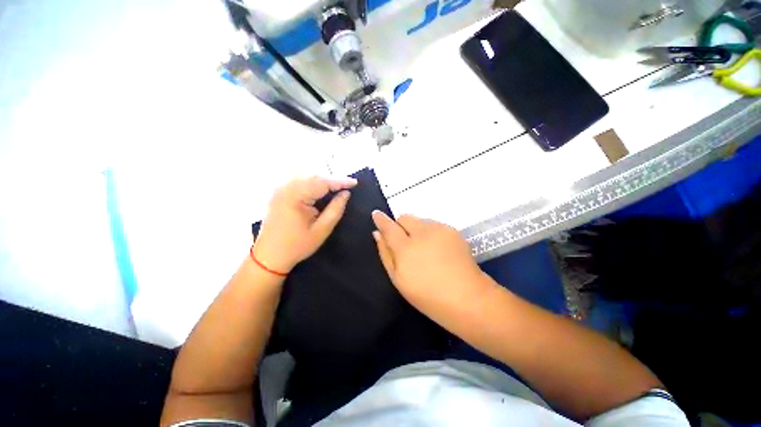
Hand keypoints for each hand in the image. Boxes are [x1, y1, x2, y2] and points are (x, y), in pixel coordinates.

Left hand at [254, 176, 356, 273]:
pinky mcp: (278, 192)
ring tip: (336, 186)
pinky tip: (320, 188)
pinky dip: (312, 182)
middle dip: (332, 179)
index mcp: (294, 197)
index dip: (340, 181)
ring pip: (305, 176)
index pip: (322, 183)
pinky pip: (298, 181)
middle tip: (347, 185)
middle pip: (313, 176)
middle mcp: (285, 188)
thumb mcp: (321, 230)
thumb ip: (335, 210)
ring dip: (322, 179)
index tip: (355, 182)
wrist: (269, 256)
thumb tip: (346, 193)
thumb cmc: (297, 246)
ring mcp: (279, 189)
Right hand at [371, 211, 490, 319]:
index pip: (389, 226)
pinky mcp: (452, 230)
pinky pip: (434, 225)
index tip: (376, 214)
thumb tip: (378, 234)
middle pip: (405, 217)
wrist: (468, 298)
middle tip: (405, 242)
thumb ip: (386, 253)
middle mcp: (422, 233)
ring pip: (420, 220)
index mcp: (405, 247)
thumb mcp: (398, 279)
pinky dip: (430, 233)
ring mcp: (439, 229)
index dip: (381, 219)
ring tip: (425, 249)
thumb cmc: (427, 296)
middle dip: (400, 225)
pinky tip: (438, 250)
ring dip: (417, 230)